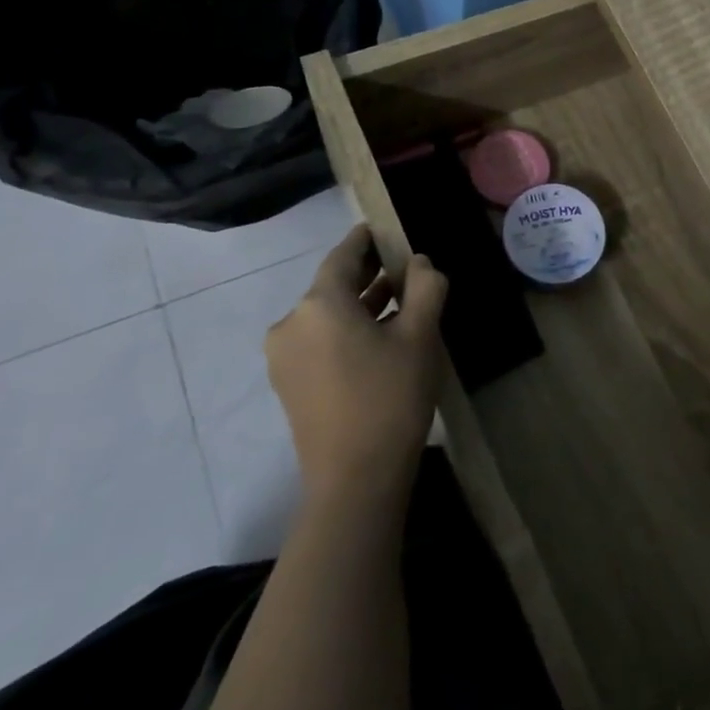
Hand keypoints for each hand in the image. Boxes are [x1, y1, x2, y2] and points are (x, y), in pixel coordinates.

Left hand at [265, 225, 447, 495]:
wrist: (354, 480)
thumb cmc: (390, 396)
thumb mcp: (421, 335)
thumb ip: (425, 287)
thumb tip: (419, 262)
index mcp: (319, 304)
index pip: (343, 256)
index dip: (365, 240)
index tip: (383, 229)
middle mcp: (291, 323)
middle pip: (332, 286)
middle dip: (367, 274)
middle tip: (402, 266)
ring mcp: (284, 357)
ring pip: (326, 315)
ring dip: (359, 305)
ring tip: (399, 301)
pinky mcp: (288, 385)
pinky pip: (319, 340)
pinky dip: (346, 330)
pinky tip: (378, 338)